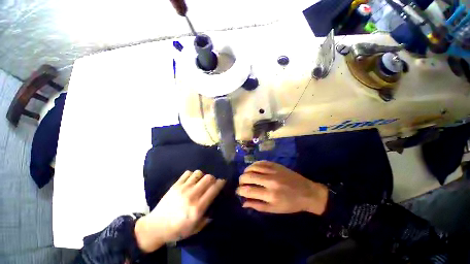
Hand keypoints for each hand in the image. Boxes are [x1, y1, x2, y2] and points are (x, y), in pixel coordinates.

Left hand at [135, 170, 224, 251]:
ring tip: (200, 181)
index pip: (213, 189)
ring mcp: (183, 188)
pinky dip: (192, 175)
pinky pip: (187, 173)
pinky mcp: (175, 185)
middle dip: (213, 178)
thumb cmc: (176, 230)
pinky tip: (191, 180)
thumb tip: (214, 209)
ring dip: (202, 176)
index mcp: (198, 208)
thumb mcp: (194, 229)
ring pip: (198, 173)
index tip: (223, 180)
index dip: (221, 182)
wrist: (155, 227)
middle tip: (212, 182)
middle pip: (208, 178)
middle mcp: (192, 195)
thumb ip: (206, 219)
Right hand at [236, 161, 327, 214]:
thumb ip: (257, 206)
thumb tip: (243, 202)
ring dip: (246, 171)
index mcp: (270, 195)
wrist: (307, 192)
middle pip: (248, 176)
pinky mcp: (276, 165)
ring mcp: (273, 171)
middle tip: (241, 183)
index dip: (240, 190)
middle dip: (241, 180)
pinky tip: (252, 168)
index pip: (248, 190)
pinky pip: (260, 162)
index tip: (238, 190)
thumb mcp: (274, 209)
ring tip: (245, 175)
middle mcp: (270, 181)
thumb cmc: (290, 204)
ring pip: (253, 167)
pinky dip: (253, 165)